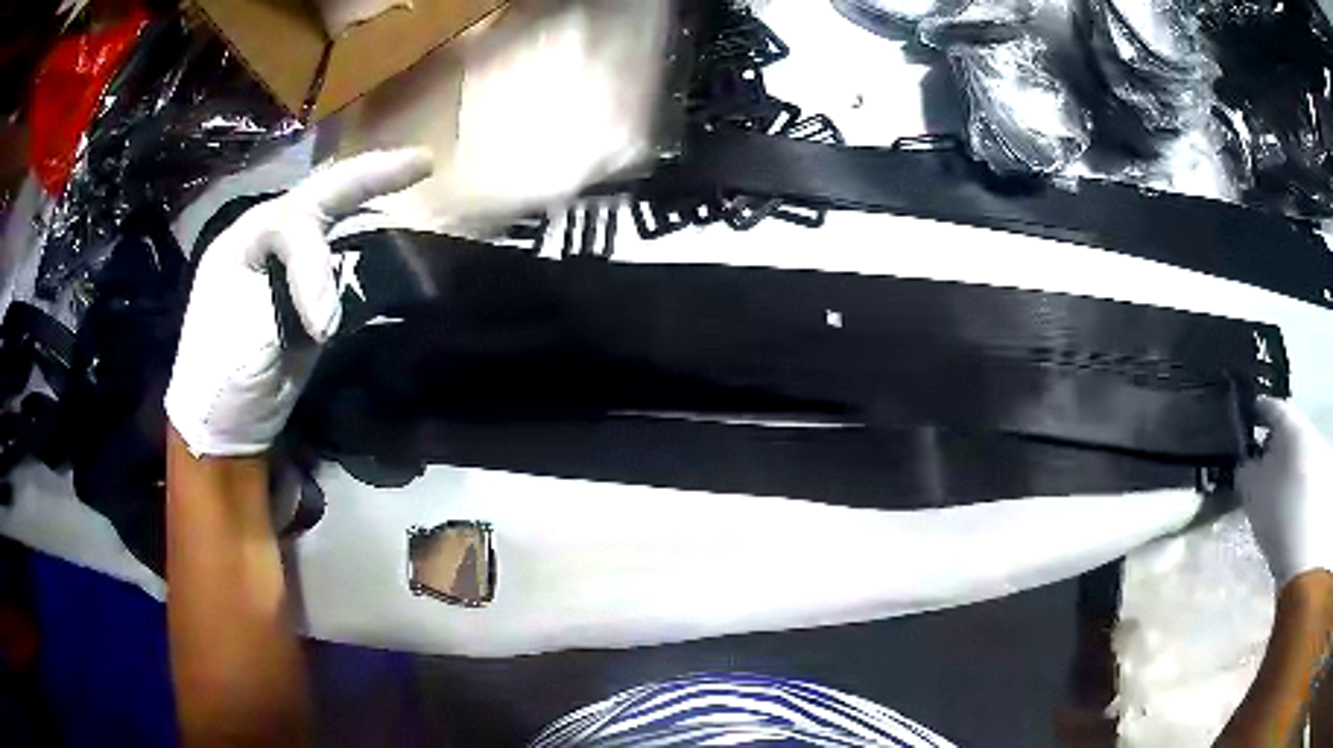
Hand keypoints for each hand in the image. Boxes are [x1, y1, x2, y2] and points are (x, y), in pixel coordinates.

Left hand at [165, 149, 432, 456]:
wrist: (222, 426)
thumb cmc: (221, 379)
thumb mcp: (247, 337)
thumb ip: (290, 302)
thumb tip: (336, 308)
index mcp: (242, 241)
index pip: (292, 223)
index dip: (315, 265)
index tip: (325, 329)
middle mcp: (265, 241)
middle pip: (318, 196)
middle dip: (368, 177)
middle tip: (420, 164)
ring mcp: (286, 266)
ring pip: (331, 216)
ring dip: (370, 195)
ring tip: (411, 173)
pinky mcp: (305, 294)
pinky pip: (340, 254)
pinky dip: (367, 237)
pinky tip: (391, 222)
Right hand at [1236, 397, 1332, 586]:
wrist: (1305, 553)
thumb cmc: (1278, 515)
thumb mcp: (1251, 492)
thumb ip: (1245, 469)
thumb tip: (1245, 463)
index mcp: (1291, 422)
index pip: (1269, 406)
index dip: (1254, 413)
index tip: (1244, 423)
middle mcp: (1309, 428)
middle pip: (1289, 432)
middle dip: (1275, 446)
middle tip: (1261, 467)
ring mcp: (1321, 454)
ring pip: (1300, 454)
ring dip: (1289, 467)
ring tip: (1277, 493)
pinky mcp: (1324, 482)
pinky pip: (1308, 476)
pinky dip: (1298, 487)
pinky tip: (1290, 508)